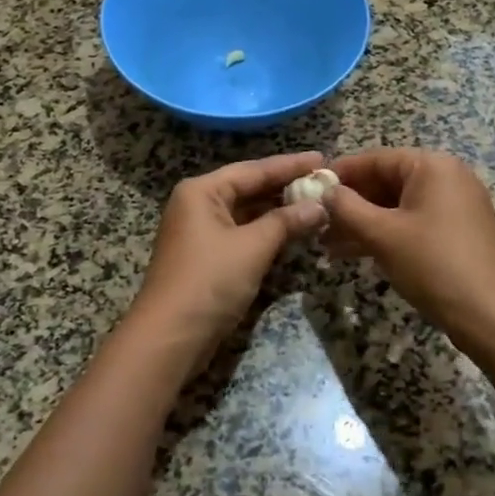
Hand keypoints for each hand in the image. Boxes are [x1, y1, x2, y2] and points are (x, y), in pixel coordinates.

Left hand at [126, 152, 329, 360]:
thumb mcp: (253, 247)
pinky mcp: (206, 257)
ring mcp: (200, 232)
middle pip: (248, 188)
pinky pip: (242, 232)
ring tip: (316, 203)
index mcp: (202, 191)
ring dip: (279, 210)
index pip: (253, 169)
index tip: (322, 159)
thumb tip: (320, 206)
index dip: (290, 165)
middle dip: (285, 186)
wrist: (170, 336)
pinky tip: (293, 230)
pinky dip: (267, 231)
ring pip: (246, 212)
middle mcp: (198, 204)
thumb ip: (287, 222)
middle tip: (324, 180)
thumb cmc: (210, 281)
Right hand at [324, 149, 494, 352]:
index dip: (340, 174)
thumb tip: (324, 190)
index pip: (375, 159)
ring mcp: (455, 206)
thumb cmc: (434, 265)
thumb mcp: (383, 235)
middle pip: (386, 181)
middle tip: (315, 222)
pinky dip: (385, 234)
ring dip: (363, 223)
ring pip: (397, 206)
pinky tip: (354, 253)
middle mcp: (446, 178)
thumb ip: (347, 208)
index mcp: (432, 166)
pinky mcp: (457, 233)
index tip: (308, 189)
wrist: (494, 317)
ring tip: (326, 243)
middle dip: (350, 203)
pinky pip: (412, 223)